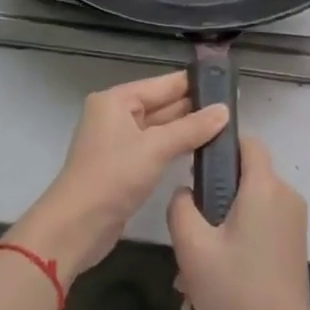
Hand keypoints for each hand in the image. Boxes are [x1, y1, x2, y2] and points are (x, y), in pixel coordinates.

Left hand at [15, 71, 228, 286]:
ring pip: (160, 128)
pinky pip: (155, 148)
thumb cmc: (113, 177)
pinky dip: (176, 147)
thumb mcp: (156, 148)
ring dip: (187, 129)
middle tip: (233, 107)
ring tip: (226, 126)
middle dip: (194, 107)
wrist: (75, 227)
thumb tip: (225, 110)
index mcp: (117, 100)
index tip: (227, 82)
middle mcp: (116, 115)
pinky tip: (202, 149)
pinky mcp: (124, 166)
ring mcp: (119, 142)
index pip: (163, 84)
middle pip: (162, 104)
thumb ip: (191, 128)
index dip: (194, 84)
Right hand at [168, 135, 309, 309]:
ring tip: (192, 273)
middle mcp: (285, 196)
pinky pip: (259, 227)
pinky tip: (212, 281)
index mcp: (265, 187)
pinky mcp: (293, 245)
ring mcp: (293, 222)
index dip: (220, 147)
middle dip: (212, 200)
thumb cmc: (235, 292)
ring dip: (219, 230)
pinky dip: (236, 242)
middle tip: (187, 235)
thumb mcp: (193, 249)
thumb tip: (185, 192)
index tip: (194, 169)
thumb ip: (181, 208)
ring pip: (248, 207)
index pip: (247, 142)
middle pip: (243, 178)